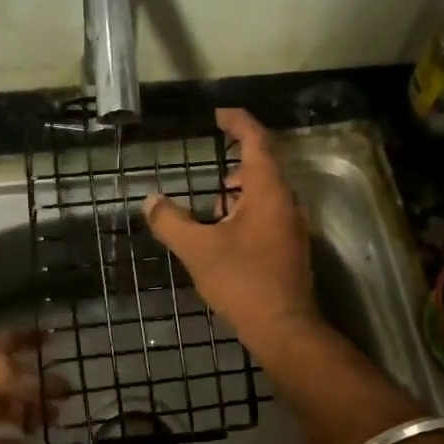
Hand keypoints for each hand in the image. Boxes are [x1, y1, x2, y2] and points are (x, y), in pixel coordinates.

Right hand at [144, 108, 319, 355]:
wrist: (284, 328)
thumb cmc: (242, 281)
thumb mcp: (198, 250)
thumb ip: (171, 222)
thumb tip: (150, 201)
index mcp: (268, 192)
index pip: (257, 141)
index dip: (239, 123)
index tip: (219, 115)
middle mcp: (287, 202)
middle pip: (264, 167)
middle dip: (236, 162)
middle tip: (209, 168)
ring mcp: (293, 226)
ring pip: (266, 194)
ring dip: (240, 192)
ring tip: (212, 205)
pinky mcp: (291, 248)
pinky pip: (269, 215)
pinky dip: (247, 212)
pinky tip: (226, 234)